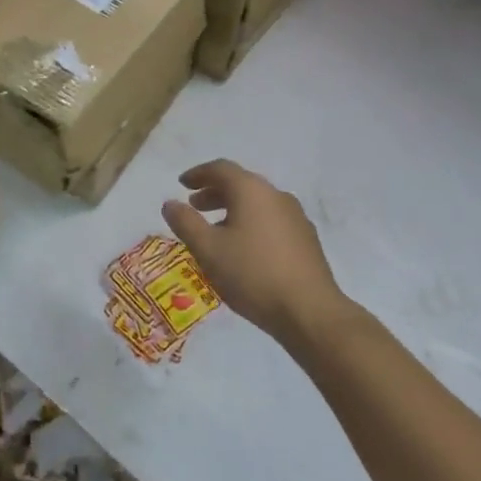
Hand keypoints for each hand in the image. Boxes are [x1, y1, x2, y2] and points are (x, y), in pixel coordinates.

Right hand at [163, 160, 346, 346]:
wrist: (310, 312)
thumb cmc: (252, 274)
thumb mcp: (208, 249)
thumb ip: (185, 222)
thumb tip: (170, 203)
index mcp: (251, 191)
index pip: (221, 168)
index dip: (198, 173)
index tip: (182, 184)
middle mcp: (276, 195)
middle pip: (241, 184)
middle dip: (214, 192)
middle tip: (195, 206)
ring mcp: (296, 217)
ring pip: (257, 203)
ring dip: (233, 209)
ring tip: (216, 230)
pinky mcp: (306, 239)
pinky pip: (271, 220)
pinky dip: (251, 223)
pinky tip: (245, 249)